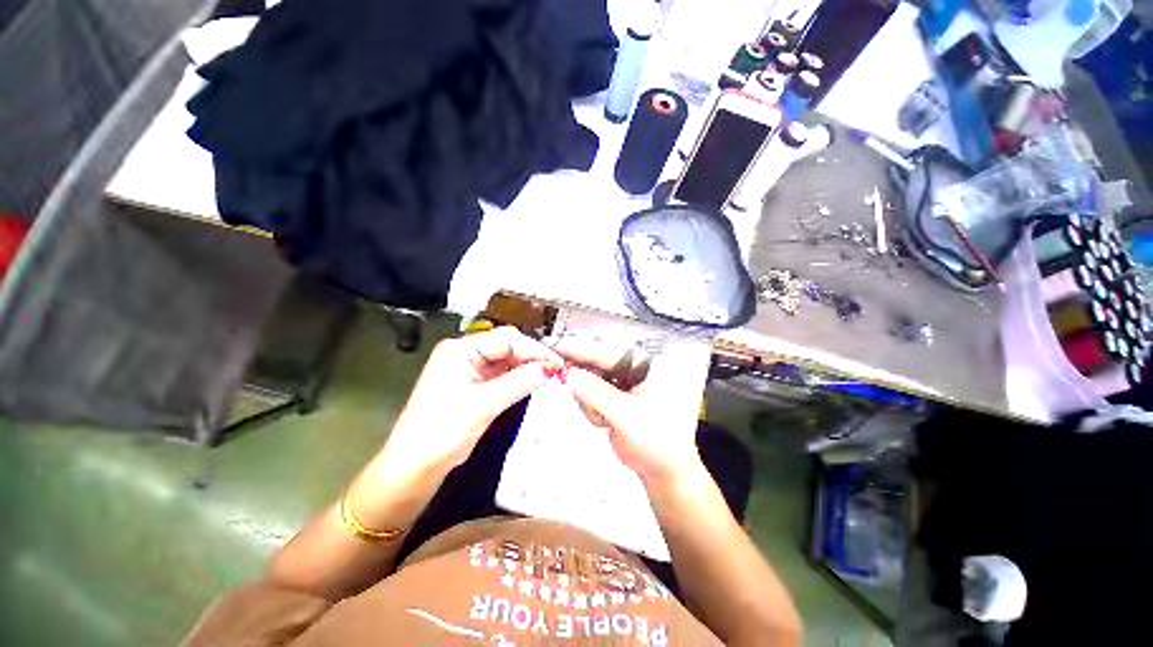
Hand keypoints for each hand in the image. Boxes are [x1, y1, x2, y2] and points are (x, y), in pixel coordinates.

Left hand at [377, 327, 562, 483]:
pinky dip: (519, 377)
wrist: (414, 467)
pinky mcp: (474, 384)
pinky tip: (533, 382)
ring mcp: (469, 368)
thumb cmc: (442, 432)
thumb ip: (518, 382)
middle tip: (556, 370)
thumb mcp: (483, 405)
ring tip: (549, 375)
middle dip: (532, 356)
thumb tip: (548, 369)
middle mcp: (465, 353)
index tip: (556, 363)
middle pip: (507, 345)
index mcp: (460, 349)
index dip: (534, 349)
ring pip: (507, 359)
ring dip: (527, 366)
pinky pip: (502, 373)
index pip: (506, 339)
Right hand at [557, 336, 711, 484]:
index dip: (578, 350)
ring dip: (588, 401)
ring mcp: (618, 386)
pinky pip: (589, 397)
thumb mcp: (626, 415)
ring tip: (605, 420)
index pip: (602, 353)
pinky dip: (591, 410)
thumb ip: (597, 393)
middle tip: (567, 388)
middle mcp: (627, 371)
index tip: (554, 349)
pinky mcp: (610, 400)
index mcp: (638, 367)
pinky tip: (605, 422)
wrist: (663, 467)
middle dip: (581, 380)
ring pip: (587, 382)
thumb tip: (571, 375)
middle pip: (592, 364)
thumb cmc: (655, 439)